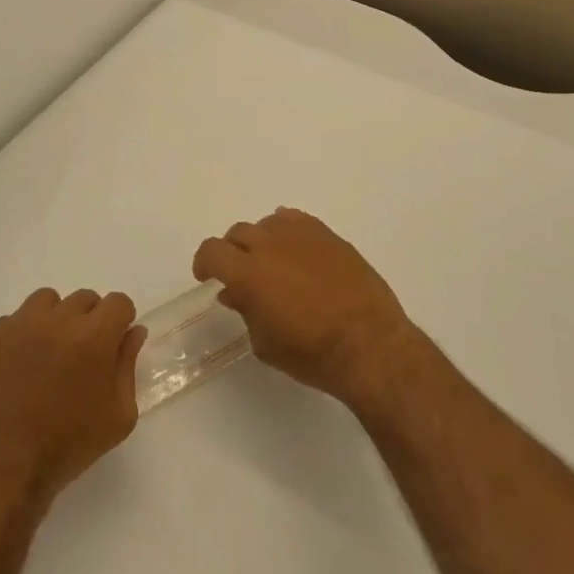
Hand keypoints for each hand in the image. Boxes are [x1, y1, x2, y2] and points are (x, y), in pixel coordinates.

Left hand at [0, 288, 146, 511]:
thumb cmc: (66, 447)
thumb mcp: (118, 416)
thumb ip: (128, 365)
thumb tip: (133, 331)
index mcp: (93, 336)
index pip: (118, 302)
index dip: (119, 322)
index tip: (112, 346)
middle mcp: (56, 319)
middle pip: (84, 299)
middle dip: (88, 321)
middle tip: (78, 358)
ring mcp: (16, 325)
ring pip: (46, 302)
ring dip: (53, 321)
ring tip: (45, 357)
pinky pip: (10, 322)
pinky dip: (18, 338)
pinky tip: (13, 371)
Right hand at [192, 208, 417, 408]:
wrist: (369, 344)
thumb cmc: (311, 354)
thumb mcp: (266, 344)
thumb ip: (246, 312)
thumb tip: (235, 293)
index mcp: (248, 274)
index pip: (212, 251)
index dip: (204, 262)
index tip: (208, 276)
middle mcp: (270, 246)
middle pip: (238, 233)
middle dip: (232, 251)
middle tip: (239, 272)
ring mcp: (301, 236)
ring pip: (267, 223)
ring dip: (261, 240)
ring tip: (271, 261)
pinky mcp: (328, 235)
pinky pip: (296, 219)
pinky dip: (287, 229)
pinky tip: (294, 248)